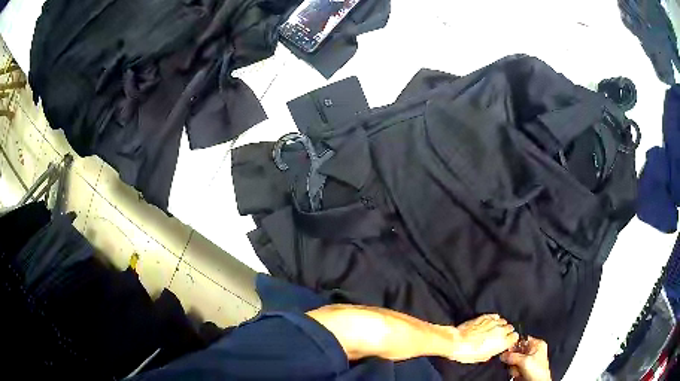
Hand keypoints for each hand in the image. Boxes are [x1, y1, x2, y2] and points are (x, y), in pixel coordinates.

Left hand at [448, 314, 518, 363]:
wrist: (457, 342)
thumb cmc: (469, 353)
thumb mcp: (483, 357)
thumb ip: (493, 351)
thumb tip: (494, 349)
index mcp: (502, 342)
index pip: (515, 337)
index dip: (511, 339)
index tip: (508, 340)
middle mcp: (500, 330)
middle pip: (510, 328)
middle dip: (506, 331)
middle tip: (500, 336)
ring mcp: (493, 322)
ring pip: (503, 321)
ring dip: (500, 325)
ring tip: (495, 329)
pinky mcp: (485, 317)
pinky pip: (494, 316)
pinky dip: (494, 319)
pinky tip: (491, 322)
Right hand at [500, 336, 551, 380]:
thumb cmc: (538, 371)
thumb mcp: (524, 361)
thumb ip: (513, 356)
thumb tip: (503, 354)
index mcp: (538, 344)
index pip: (523, 340)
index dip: (514, 344)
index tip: (507, 350)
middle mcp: (535, 351)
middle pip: (517, 351)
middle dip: (514, 359)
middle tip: (514, 364)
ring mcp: (530, 360)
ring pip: (516, 360)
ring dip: (514, 367)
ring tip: (518, 371)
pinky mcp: (526, 368)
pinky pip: (516, 367)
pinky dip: (515, 371)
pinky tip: (517, 374)